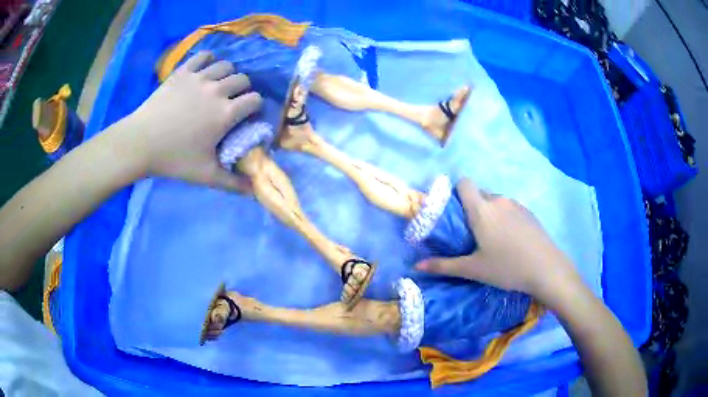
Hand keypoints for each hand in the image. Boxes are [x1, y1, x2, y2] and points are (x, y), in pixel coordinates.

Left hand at [123, 51, 261, 191]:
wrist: (140, 143)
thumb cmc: (174, 159)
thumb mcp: (205, 176)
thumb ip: (233, 183)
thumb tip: (255, 191)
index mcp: (226, 113)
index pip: (255, 99)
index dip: (255, 106)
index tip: (247, 115)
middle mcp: (217, 90)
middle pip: (243, 79)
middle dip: (243, 89)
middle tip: (232, 101)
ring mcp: (199, 78)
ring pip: (226, 65)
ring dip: (227, 74)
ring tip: (218, 86)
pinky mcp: (183, 71)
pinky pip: (203, 56)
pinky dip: (208, 60)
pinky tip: (204, 69)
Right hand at [416, 178, 582, 305]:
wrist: (546, 268)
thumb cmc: (506, 267)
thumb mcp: (473, 269)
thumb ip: (444, 265)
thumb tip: (417, 266)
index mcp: (482, 209)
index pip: (464, 183)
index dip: (457, 193)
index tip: (455, 213)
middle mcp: (498, 200)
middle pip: (479, 193)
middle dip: (472, 207)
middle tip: (471, 232)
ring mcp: (516, 205)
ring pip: (495, 201)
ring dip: (490, 212)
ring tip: (493, 238)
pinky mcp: (528, 212)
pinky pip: (510, 208)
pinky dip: (505, 217)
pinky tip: (511, 239)